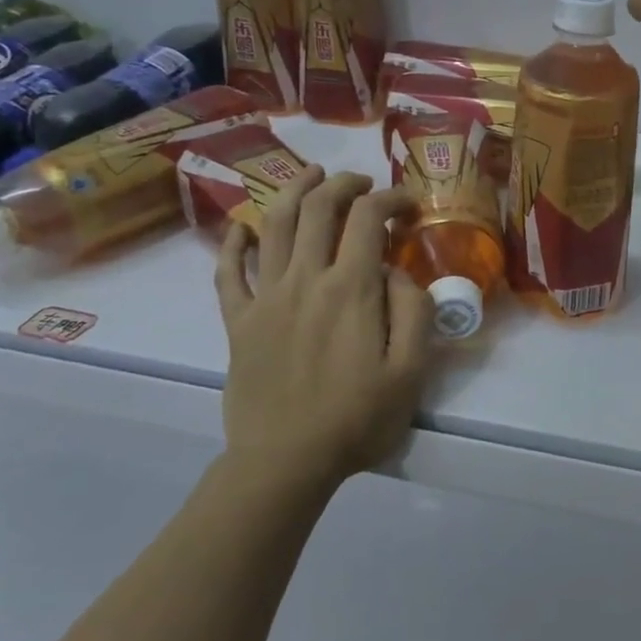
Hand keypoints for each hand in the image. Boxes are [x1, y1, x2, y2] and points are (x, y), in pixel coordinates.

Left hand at [213, 167, 435, 489]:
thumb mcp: (410, 371)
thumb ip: (413, 311)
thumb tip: (396, 271)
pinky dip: (233, 243)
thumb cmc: (356, 419)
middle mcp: (304, 279)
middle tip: (363, 184)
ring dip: (294, 191)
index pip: (368, 218)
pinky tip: (242, 227)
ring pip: (274, 225)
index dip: (391, 198)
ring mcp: (265, 297)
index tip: (409, 203)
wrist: (284, 464)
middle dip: (344, 184)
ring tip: (312, 176)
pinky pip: (227, 272)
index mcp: (350, 288)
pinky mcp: (237, 322)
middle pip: (319, 208)